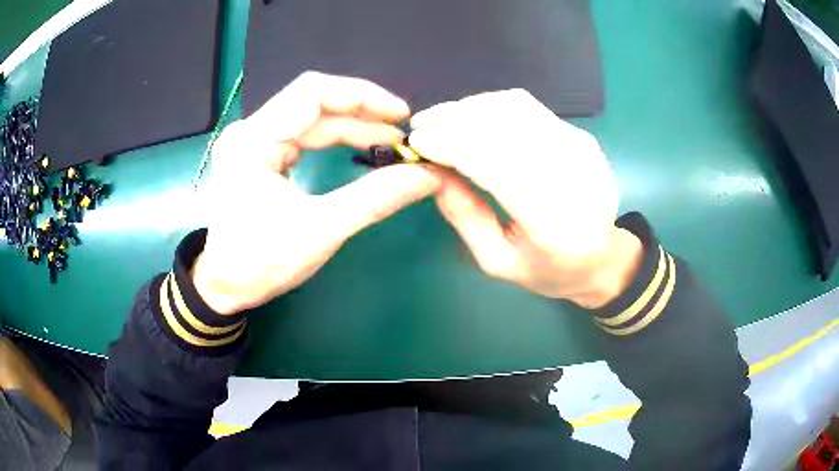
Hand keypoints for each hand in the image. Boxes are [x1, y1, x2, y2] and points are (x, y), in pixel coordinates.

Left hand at [192, 72, 440, 313]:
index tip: (400, 114)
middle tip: (400, 133)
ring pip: (310, 118)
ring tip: (389, 142)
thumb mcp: (320, 230)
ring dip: (351, 127)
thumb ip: (374, 198)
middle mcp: (250, 131)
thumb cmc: (261, 262)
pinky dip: (334, 139)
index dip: (361, 95)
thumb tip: (426, 176)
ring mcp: (253, 141)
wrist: (224, 287)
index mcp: (253, 140)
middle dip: (361, 113)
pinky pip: (302, 134)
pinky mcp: (259, 154)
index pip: (312, 92)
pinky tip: (359, 146)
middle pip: (313, 102)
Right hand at [409, 89, 642, 307]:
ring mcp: (582, 150)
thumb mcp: (497, 260)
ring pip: (516, 107)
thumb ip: (464, 215)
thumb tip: (431, 170)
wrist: (603, 258)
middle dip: (455, 119)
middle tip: (422, 125)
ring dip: (471, 107)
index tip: (416, 142)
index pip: (497, 164)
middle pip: (506, 126)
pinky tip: (472, 119)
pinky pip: (529, 108)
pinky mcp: (581, 137)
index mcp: (554, 223)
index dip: (452, 145)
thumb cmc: (548, 270)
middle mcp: (574, 176)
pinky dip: (492, 107)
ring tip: (441, 118)